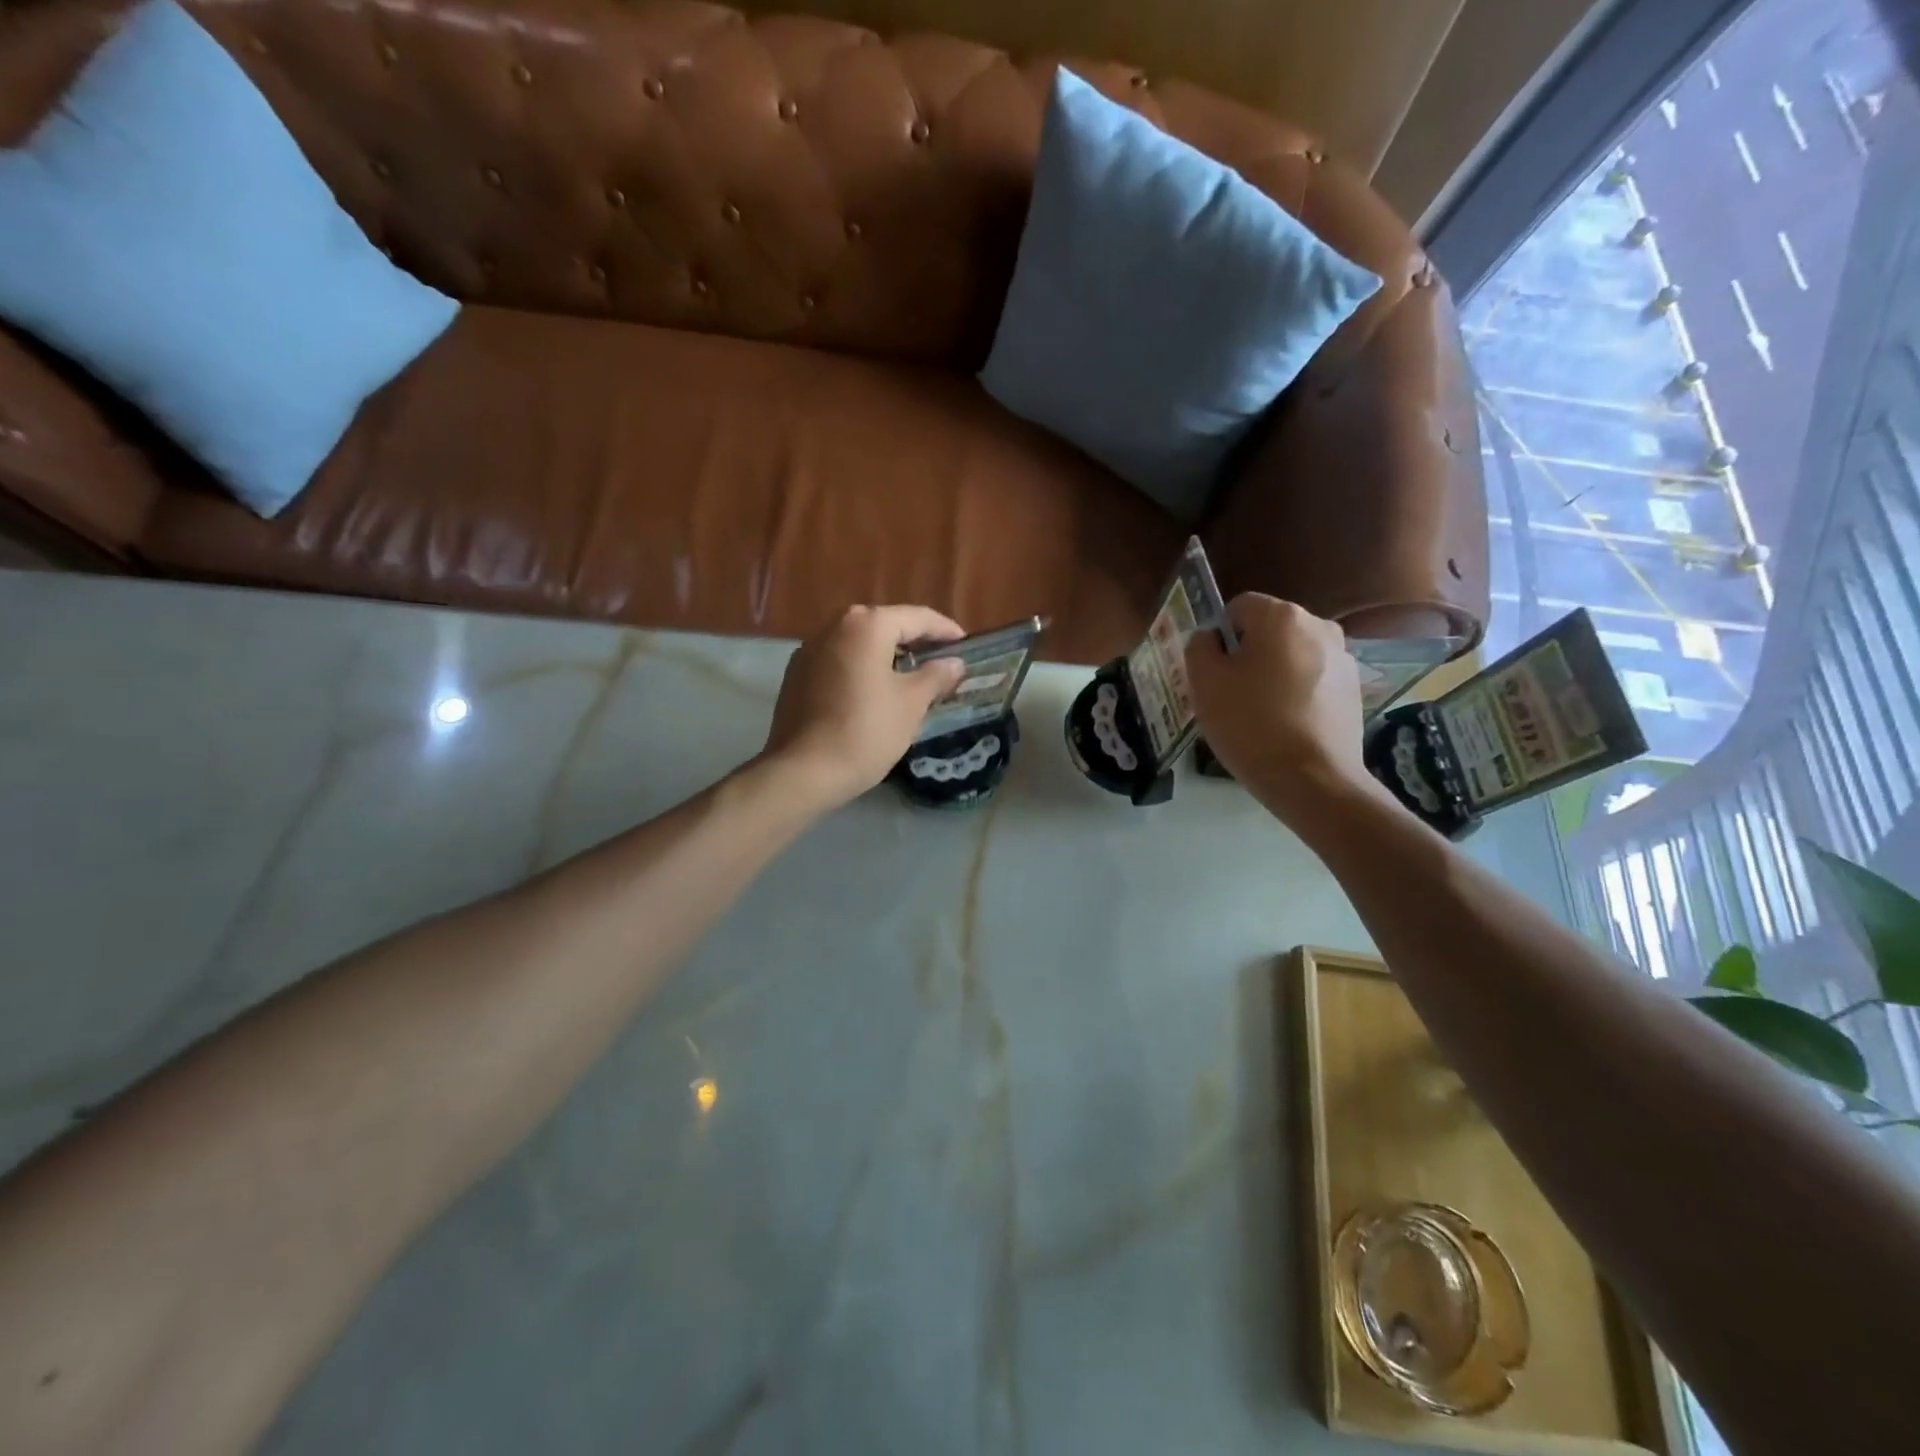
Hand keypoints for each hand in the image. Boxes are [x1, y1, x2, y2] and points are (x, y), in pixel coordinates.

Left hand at [760, 605, 967, 811]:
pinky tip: (874, 692)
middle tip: (940, 662)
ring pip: (859, 644)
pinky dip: (861, 669)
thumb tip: (953, 663)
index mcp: (866, 625)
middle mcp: (834, 626)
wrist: (803, 771)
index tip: (965, 646)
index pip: (917, 617)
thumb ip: (936, 676)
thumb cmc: (866, 731)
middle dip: (915, 642)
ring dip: (886, 656)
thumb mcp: (911, 703)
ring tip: (911, 677)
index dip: (945, 630)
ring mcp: (810, 649)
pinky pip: (839, 661)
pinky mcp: (796, 674)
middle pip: (885, 626)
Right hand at [1186, 594, 1386, 825]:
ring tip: (1260, 716)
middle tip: (1231, 696)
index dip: (1219, 636)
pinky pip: (1313, 681)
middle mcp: (1319, 626)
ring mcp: (1343, 658)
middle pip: (1268, 631)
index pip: (1238, 607)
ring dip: (1274, 675)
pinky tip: (1286, 728)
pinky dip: (1297, 695)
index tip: (1213, 671)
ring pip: (1292, 657)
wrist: (1312, 780)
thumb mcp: (1205, 683)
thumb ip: (1200, 647)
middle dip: (1248, 655)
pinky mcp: (1354, 690)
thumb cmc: (1250, 724)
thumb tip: (1211, 639)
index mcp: (1281, 616)